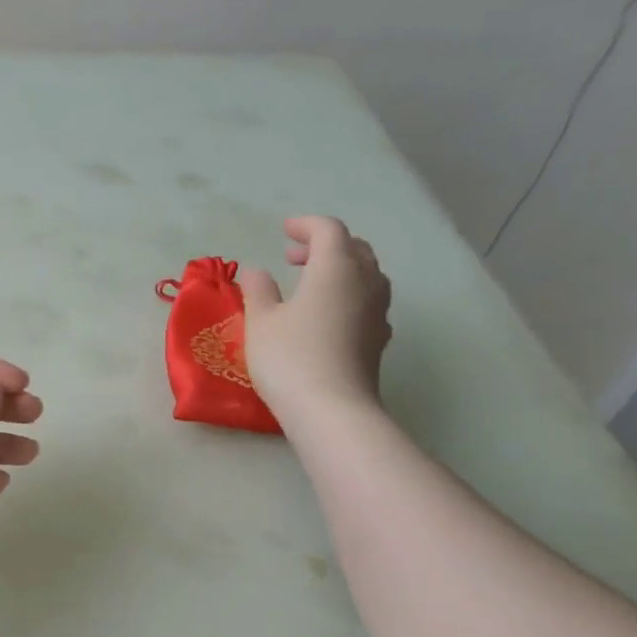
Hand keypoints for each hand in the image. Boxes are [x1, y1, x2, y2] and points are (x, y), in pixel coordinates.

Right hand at [240, 216, 392, 424]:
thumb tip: (258, 272)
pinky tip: (328, 315)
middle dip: (325, 246)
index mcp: (335, 268)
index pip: (328, 230)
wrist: (332, 410)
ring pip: (366, 275)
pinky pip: (368, 302)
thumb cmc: (290, 358)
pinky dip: (348, 295)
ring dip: (340, 270)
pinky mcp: (379, 339)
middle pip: (354, 249)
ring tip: (311, 284)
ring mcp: (377, 312)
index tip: (284, 230)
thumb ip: (259, 290)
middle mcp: (365, 282)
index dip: (306, 226)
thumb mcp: (261, 322)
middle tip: (294, 257)